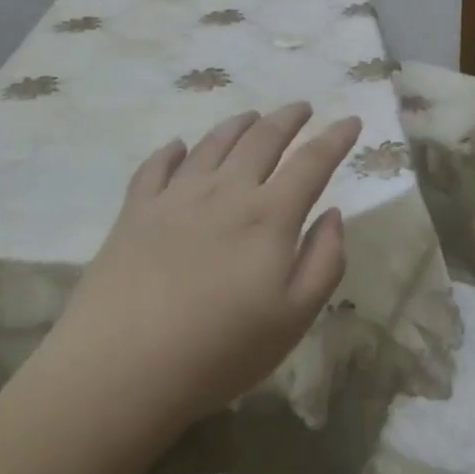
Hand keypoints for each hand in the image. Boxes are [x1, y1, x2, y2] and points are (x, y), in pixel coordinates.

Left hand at [43, 103, 360, 434]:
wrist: (123, 366)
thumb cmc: (220, 350)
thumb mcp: (294, 318)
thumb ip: (324, 262)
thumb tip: (334, 215)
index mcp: (269, 216)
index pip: (311, 162)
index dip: (335, 138)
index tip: (351, 120)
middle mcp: (225, 191)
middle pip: (262, 139)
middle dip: (288, 118)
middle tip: (302, 108)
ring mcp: (176, 196)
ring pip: (213, 143)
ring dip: (238, 125)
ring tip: (251, 116)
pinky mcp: (136, 209)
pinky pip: (157, 166)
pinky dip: (172, 150)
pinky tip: (178, 147)